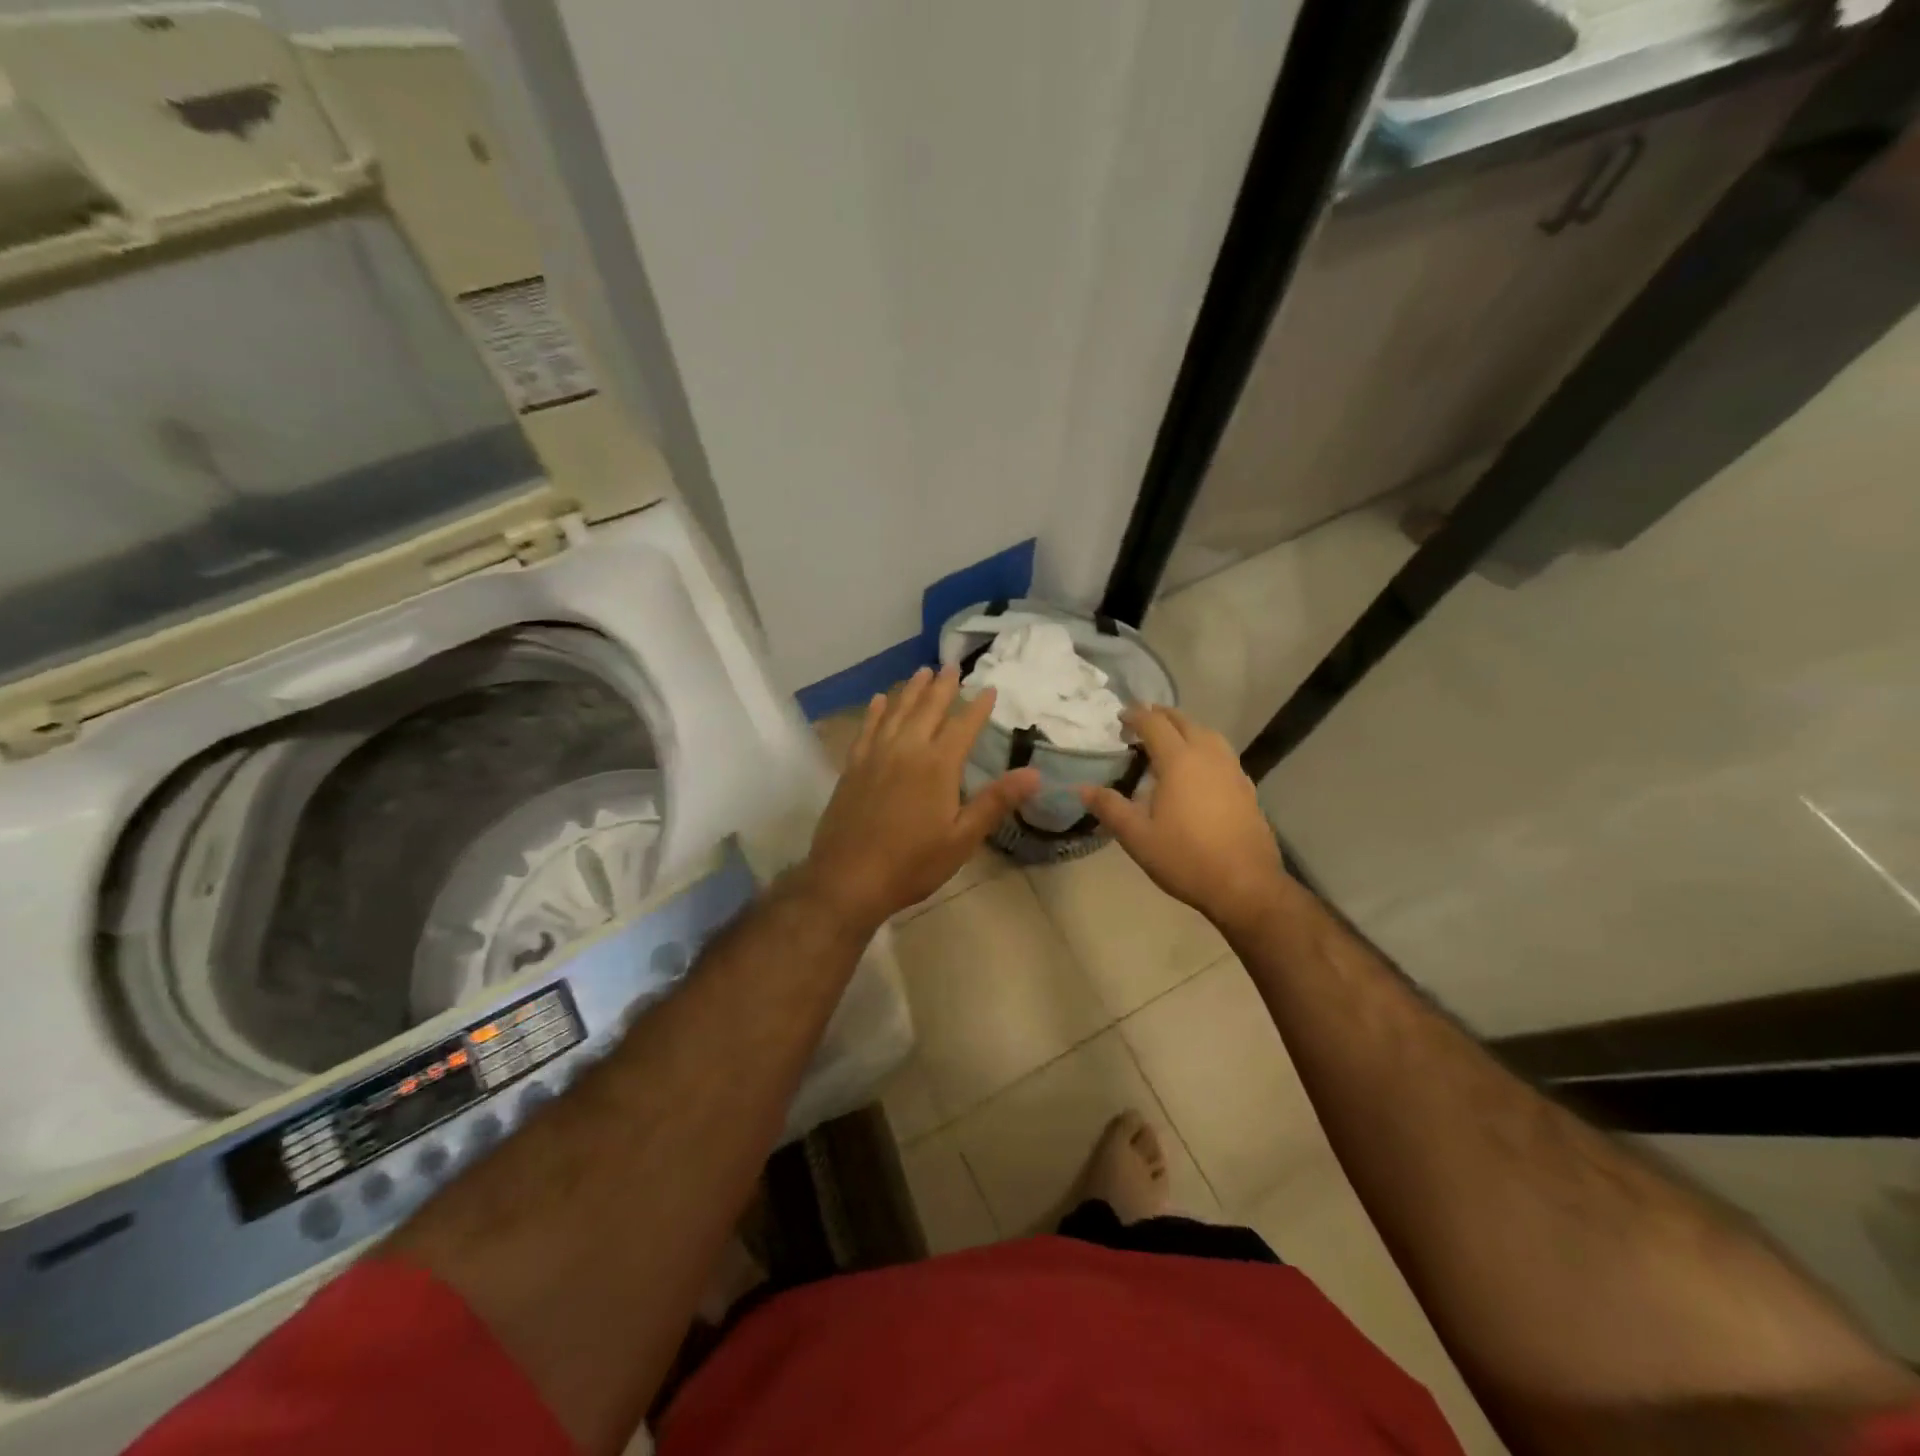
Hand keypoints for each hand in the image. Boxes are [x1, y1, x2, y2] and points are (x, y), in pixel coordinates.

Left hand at [801, 666, 1039, 931]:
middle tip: (951, 666)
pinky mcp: (853, 767)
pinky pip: (867, 729)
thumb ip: (995, 801)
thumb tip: (1034, 773)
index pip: (964, 726)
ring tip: (921, 671)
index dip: (979, 706)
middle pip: (928, 709)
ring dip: (911, 690)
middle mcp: (907, 750)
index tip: (990, 688)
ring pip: (897, 712)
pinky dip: (876, 711)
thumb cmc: (912, 863)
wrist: (848, 878)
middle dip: (943, 686)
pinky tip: (880, 700)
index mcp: (938, 766)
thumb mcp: (962, 839)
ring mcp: (876, 755)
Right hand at [1079, 706, 1288, 934]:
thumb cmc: (1185, 858)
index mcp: (1179, 761)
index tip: (1120, 718)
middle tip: (1141, 722)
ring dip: (1186, 728)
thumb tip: (1082, 789)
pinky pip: (1222, 754)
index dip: (1135, 716)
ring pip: (1208, 734)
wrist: (1245, 885)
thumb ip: (1109, 808)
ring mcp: (1232, 770)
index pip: (1154, 724)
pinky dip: (1204, 748)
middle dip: (1161, 716)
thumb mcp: (1137, 836)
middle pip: (1184, 722)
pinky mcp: (1246, 787)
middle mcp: (1208, 756)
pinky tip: (1198, 769)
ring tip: (1170, 739)